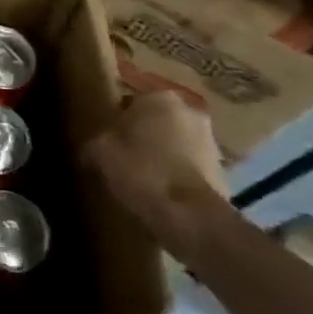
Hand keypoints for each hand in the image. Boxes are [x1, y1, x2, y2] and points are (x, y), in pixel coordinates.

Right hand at [84, 91, 232, 254]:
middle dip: (143, 137)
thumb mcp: (100, 153)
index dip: (115, 123)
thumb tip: (90, 150)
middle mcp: (190, 111)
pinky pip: (190, 167)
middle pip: (156, 122)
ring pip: (176, 143)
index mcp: (159, 98)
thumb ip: (94, 143)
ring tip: (143, 180)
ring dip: (163, 156)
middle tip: (123, 159)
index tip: (106, 143)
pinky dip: (177, 176)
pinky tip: (162, 194)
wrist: (189, 215)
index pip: (129, 103)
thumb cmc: (140, 171)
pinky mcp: (223, 170)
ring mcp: (211, 141)